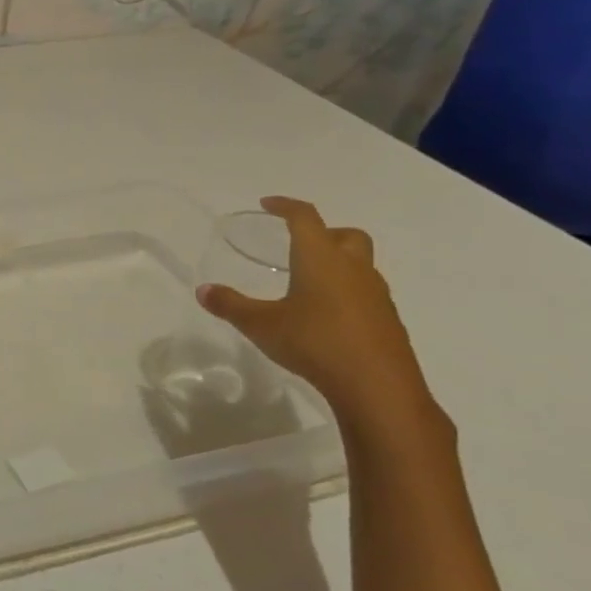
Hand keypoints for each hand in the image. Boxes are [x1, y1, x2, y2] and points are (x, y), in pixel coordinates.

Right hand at [198, 196, 443, 436]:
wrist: (377, 386)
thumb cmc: (314, 343)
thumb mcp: (260, 325)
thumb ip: (230, 305)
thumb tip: (203, 290)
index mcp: (321, 259)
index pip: (305, 218)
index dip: (286, 206)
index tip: (268, 204)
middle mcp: (353, 269)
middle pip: (346, 235)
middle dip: (324, 232)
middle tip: (298, 244)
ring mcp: (376, 295)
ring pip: (360, 265)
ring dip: (337, 264)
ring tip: (307, 283)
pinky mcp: (387, 321)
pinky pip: (366, 293)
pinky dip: (346, 293)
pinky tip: (325, 316)